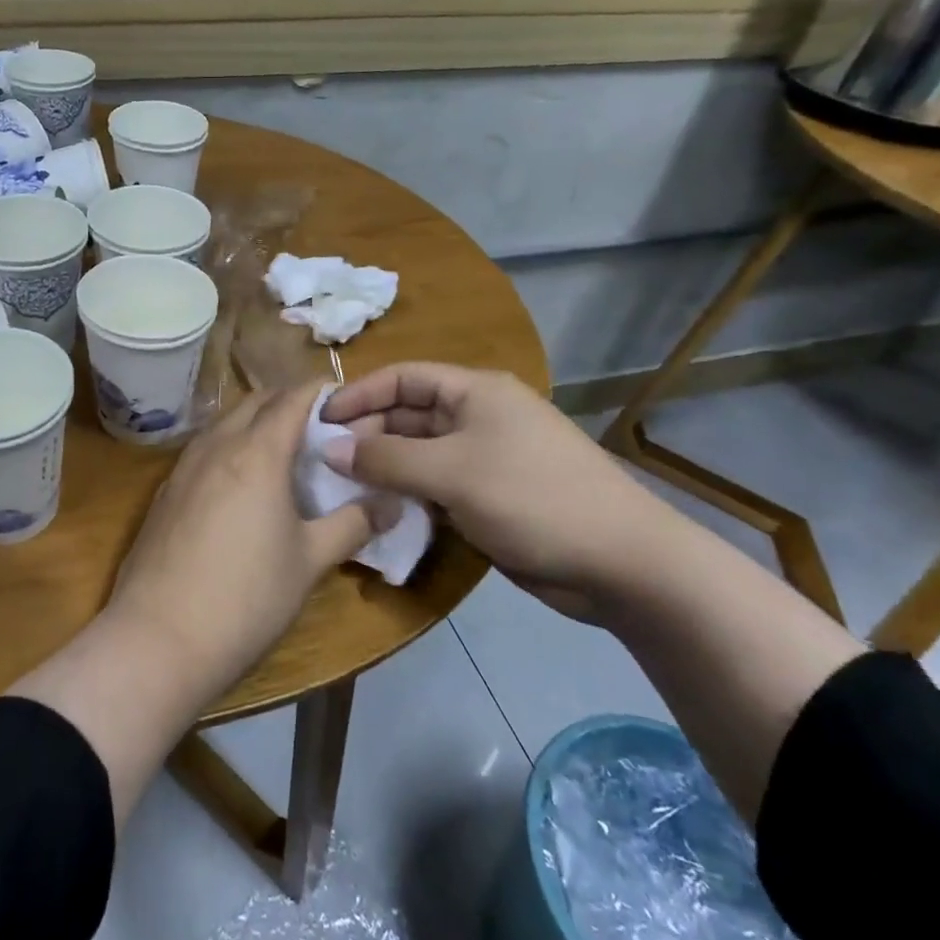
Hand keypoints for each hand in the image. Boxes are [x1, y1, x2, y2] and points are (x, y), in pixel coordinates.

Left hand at [108, 382, 383, 693]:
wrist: (157, 639)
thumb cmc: (246, 597)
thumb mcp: (310, 561)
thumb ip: (353, 524)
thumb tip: (392, 503)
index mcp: (256, 452)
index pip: (292, 398)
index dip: (321, 391)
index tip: (346, 401)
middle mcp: (216, 446)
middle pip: (256, 402)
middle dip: (288, 403)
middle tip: (321, 429)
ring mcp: (183, 468)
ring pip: (225, 423)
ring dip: (256, 424)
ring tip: (285, 454)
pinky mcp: (165, 493)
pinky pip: (204, 450)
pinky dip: (230, 448)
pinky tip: (241, 485)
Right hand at [321, 363, 690, 621]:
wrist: (620, 562)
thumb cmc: (532, 497)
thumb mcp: (452, 473)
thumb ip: (386, 459)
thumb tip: (330, 450)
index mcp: (474, 392)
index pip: (403, 378)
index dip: (359, 394)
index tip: (319, 421)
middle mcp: (477, 417)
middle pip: (408, 414)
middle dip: (367, 434)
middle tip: (325, 463)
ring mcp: (484, 458)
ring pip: (418, 454)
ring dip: (383, 468)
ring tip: (341, 488)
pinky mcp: (488, 496)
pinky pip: (435, 485)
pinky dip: (407, 494)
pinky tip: (379, 511)